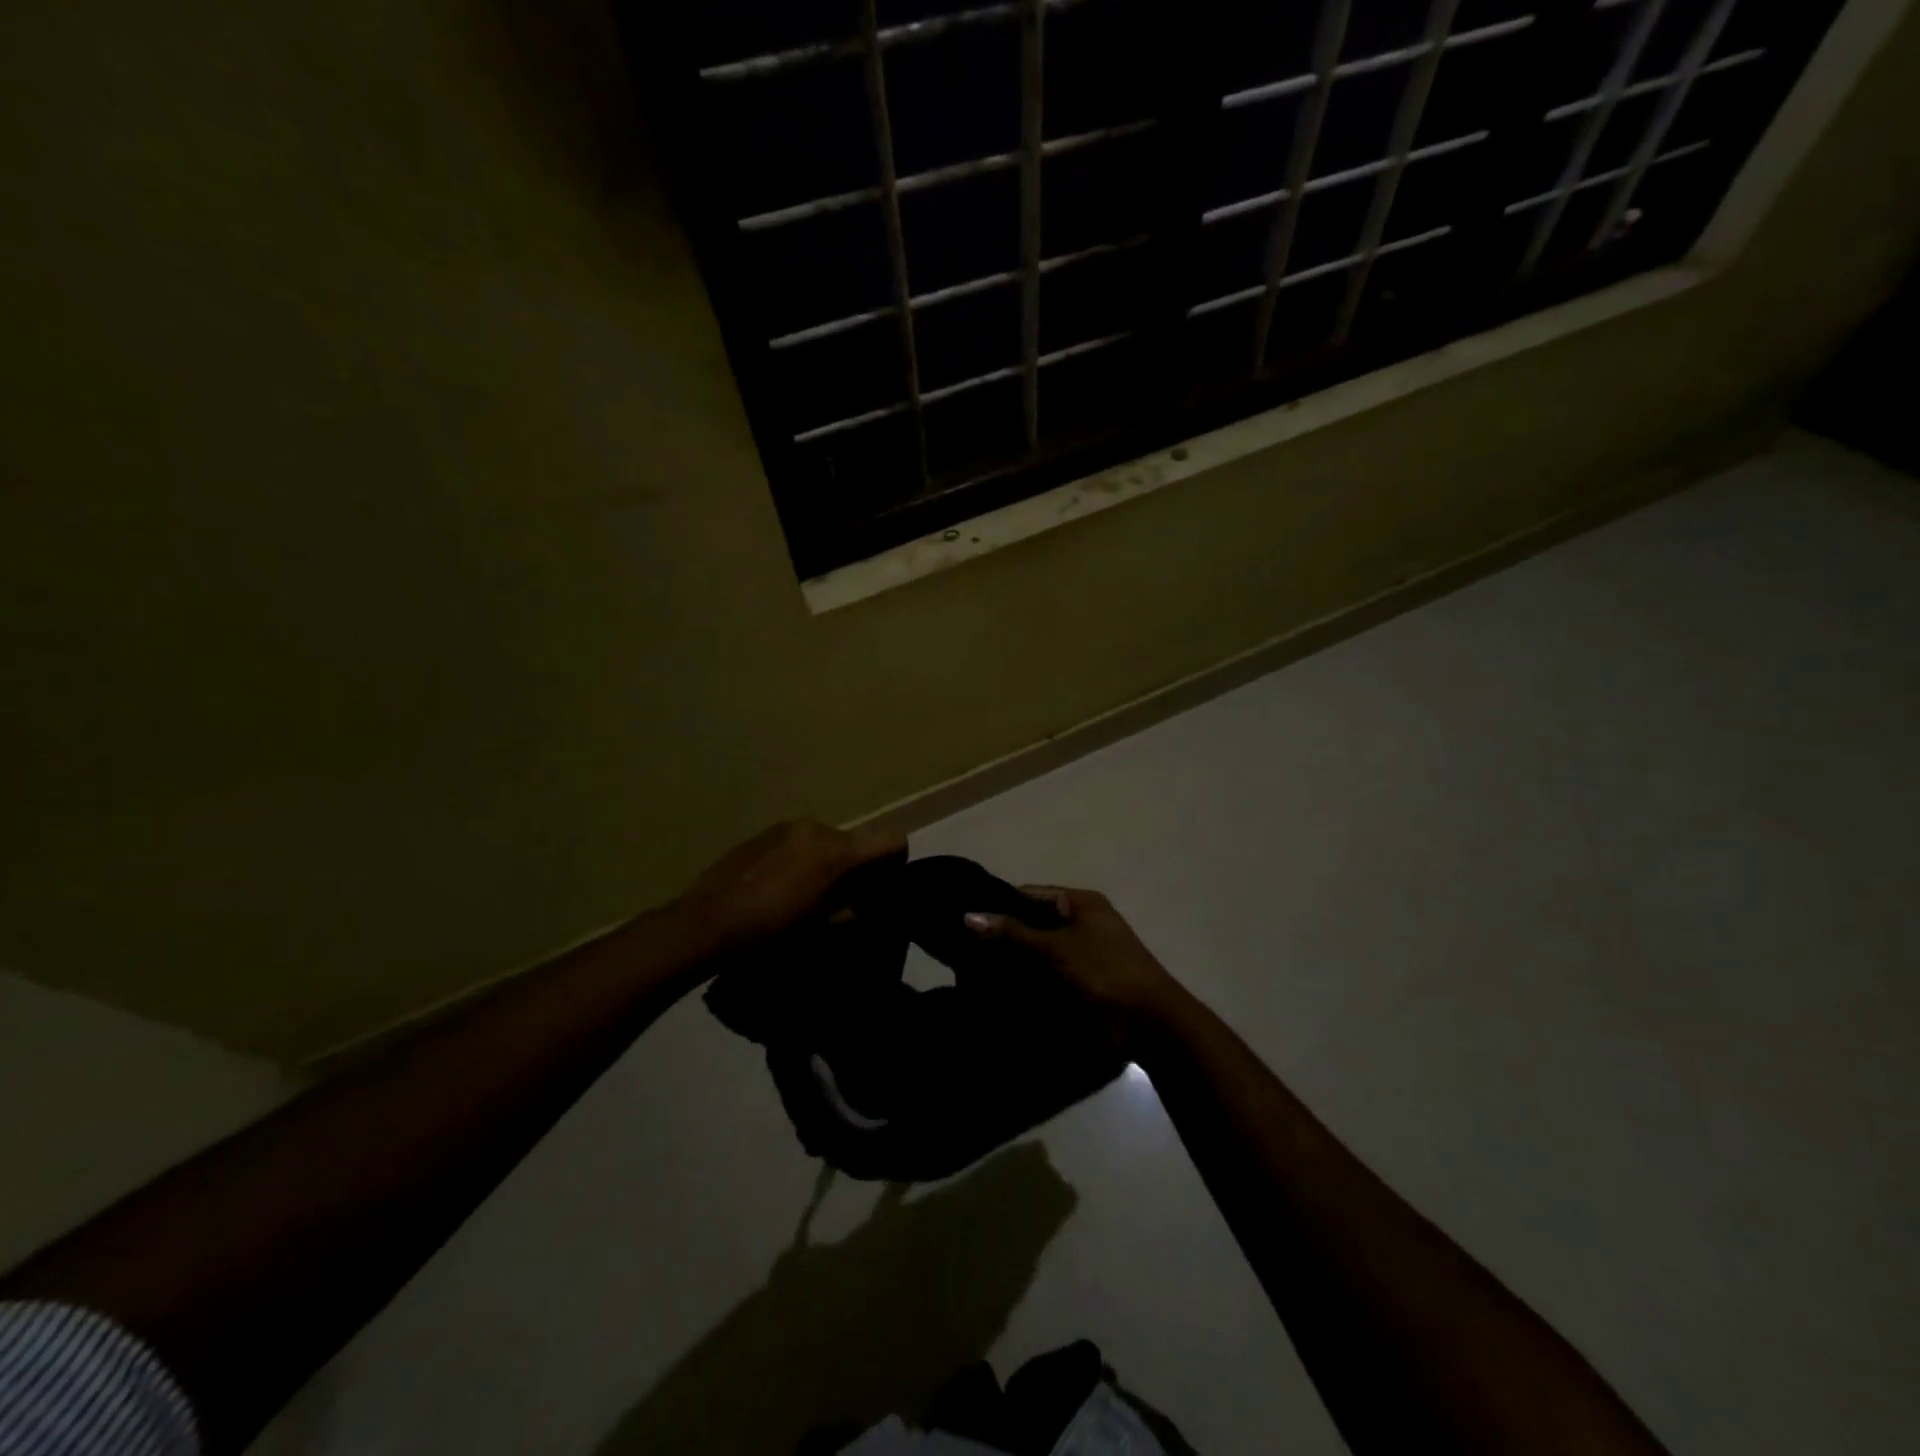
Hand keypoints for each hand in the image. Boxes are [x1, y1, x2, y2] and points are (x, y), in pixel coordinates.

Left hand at [673, 819, 905, 956]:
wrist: (706, 922)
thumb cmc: (770, 930)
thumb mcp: (821, 929)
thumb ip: (852, 913)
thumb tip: (866, 908)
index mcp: (836, 851)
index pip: (891, 840)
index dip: (896, 862)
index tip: (885, 887)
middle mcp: (816, 827)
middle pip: (856, 841)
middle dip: (856, 866)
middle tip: (843, 899)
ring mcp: (787, 826)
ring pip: (826, 839)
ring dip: (827, 861)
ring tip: (806, 895)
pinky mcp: (763, 832)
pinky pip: (798, 840)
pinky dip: (801, 858)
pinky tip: (779, 886)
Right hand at [964, 886, 1183, 1039]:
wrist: (1151, 1024)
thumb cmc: (1103, 973)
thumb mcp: (1054, 949)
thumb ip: (1012, 933)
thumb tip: (967, 915)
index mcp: (1080, 903)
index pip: (1028, 895)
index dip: (998, 905)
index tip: (964, 921)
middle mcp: (1083, 922)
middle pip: (1033, 923)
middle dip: (1004, 937)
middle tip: (965, 951)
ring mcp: (1086, 954)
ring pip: (1039, 952)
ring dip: (1015, 963)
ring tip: (973, 973)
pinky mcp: (1086, 982)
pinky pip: (1049, 975)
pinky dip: (1029, 982)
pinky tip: (1000, 992)